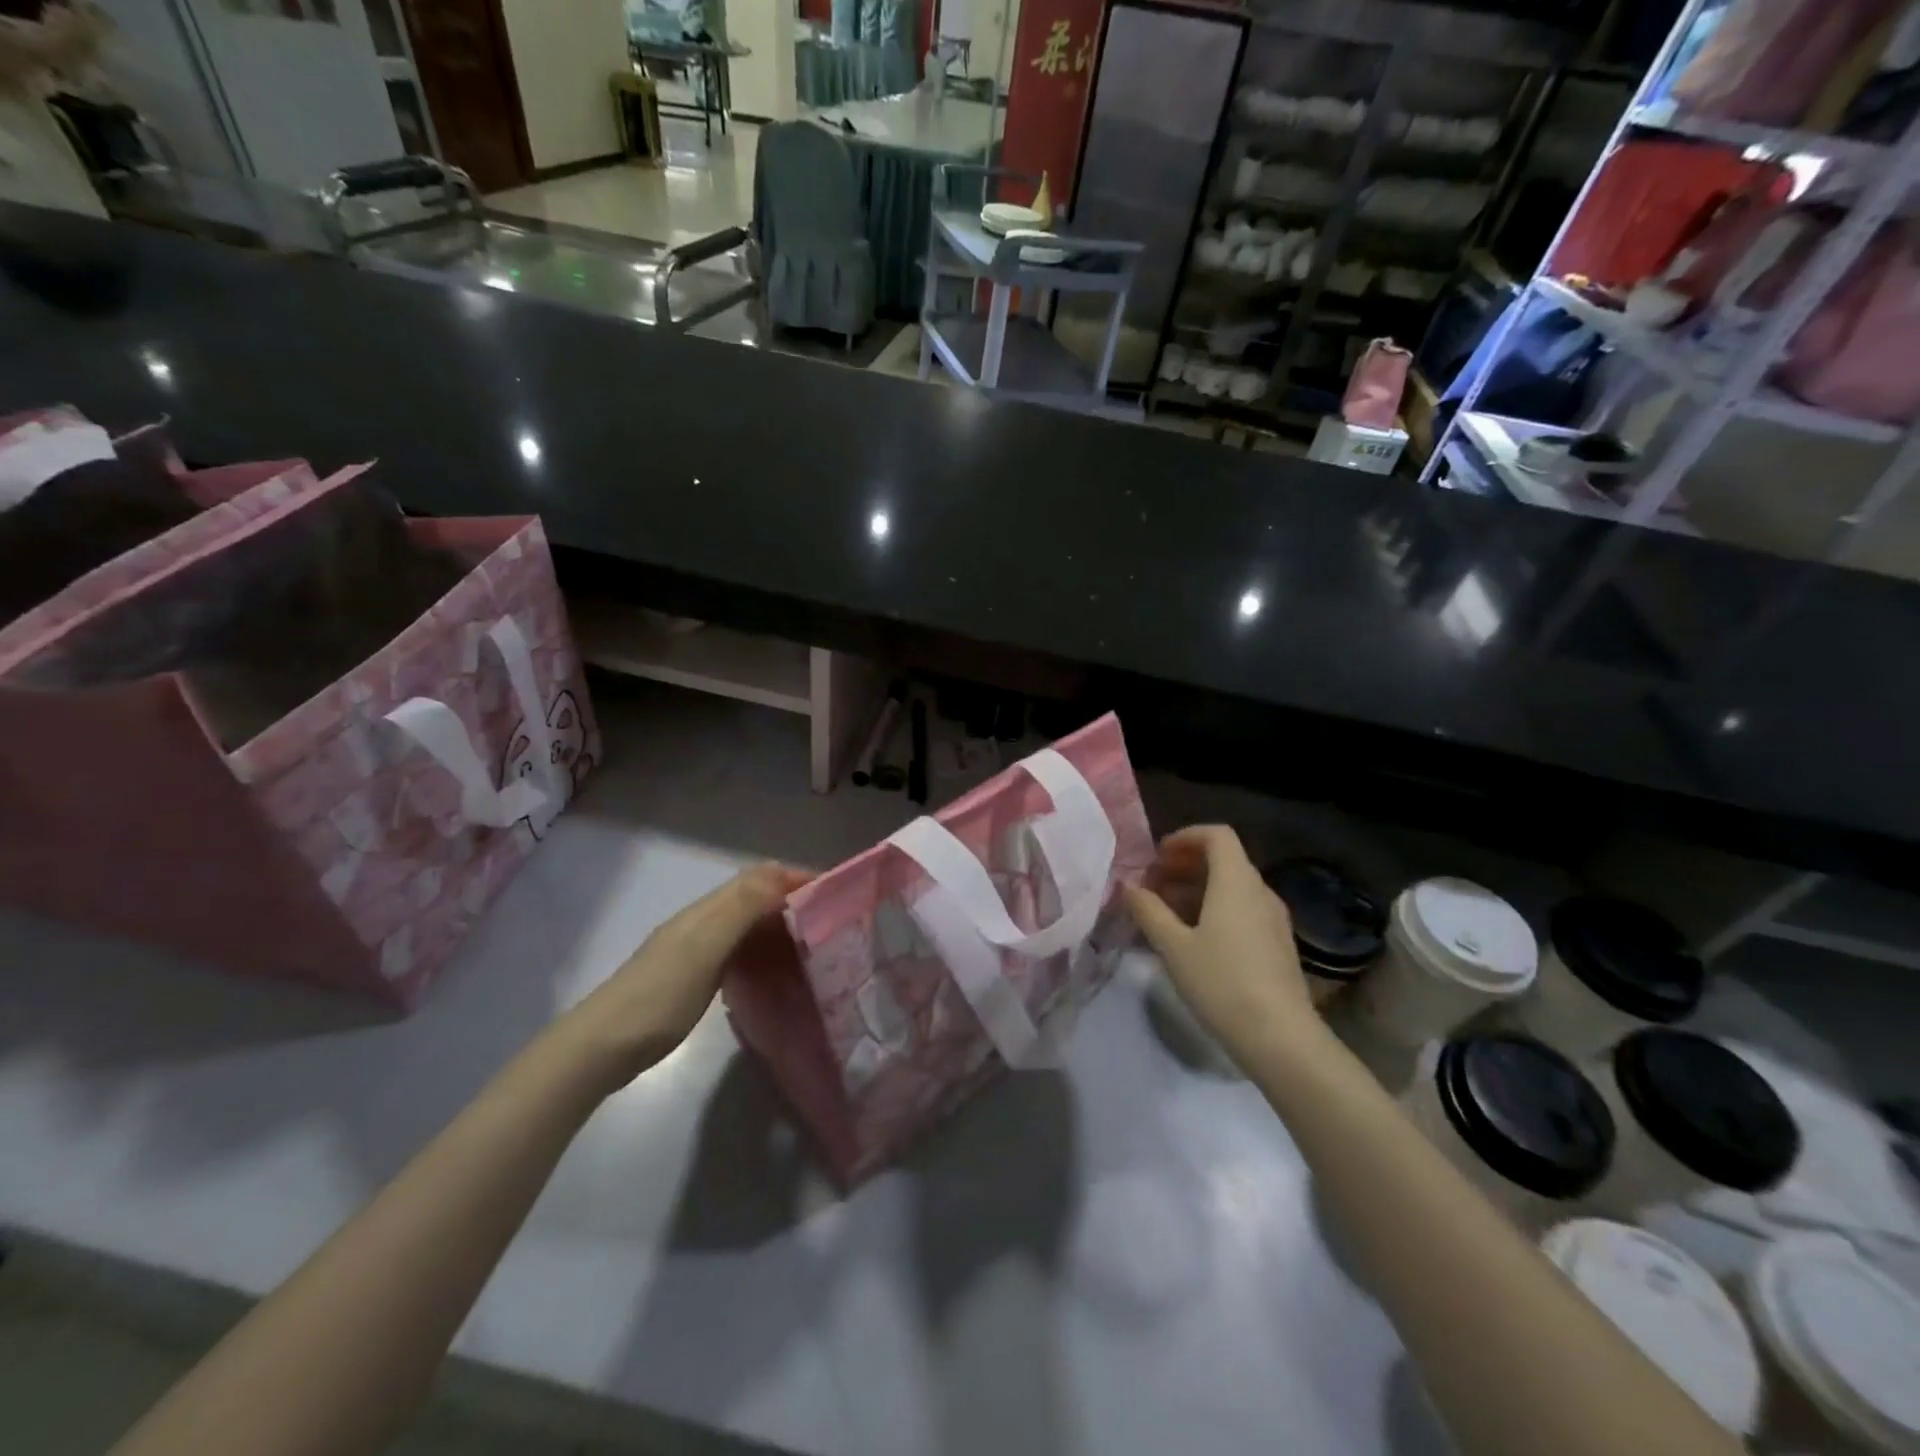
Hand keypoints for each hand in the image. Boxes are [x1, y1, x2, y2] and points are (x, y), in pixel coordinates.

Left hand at [555, 862, 811, 1090]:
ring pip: (747, 923)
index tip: (832, 893)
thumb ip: (741, 909)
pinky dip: (762, 950)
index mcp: (707, 910)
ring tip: (811, 946)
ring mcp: (695, 948)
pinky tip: (774, 971)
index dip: (795, 877)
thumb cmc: (659, 997)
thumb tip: (780, 873)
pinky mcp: (693, 974)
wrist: (601, 1047)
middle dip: (792, 900)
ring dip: (779, 925)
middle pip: (754, 896)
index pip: (759, 877)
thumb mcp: (704, 949)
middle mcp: (702, 921)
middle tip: (829, 924)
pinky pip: (738, 950)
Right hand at [1123, 826, 1327, 1072]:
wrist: (1281, 1038)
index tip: (1157, 857)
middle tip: (1152, 885)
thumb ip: (1148, 910)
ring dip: (1197, 889)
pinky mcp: (1277, 944)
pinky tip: (1193, 939)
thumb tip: (1128, 885)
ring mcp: (1273, 919)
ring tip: (1165, 914)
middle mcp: (1260, 891)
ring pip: (1232, 887)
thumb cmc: (1221, 983)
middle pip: (1223, 860)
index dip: (1185, 837)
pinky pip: (1242, 910)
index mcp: (1236, 882)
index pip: (1217, 835)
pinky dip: (1214, 909)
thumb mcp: (1173, 946)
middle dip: (1184, 865)